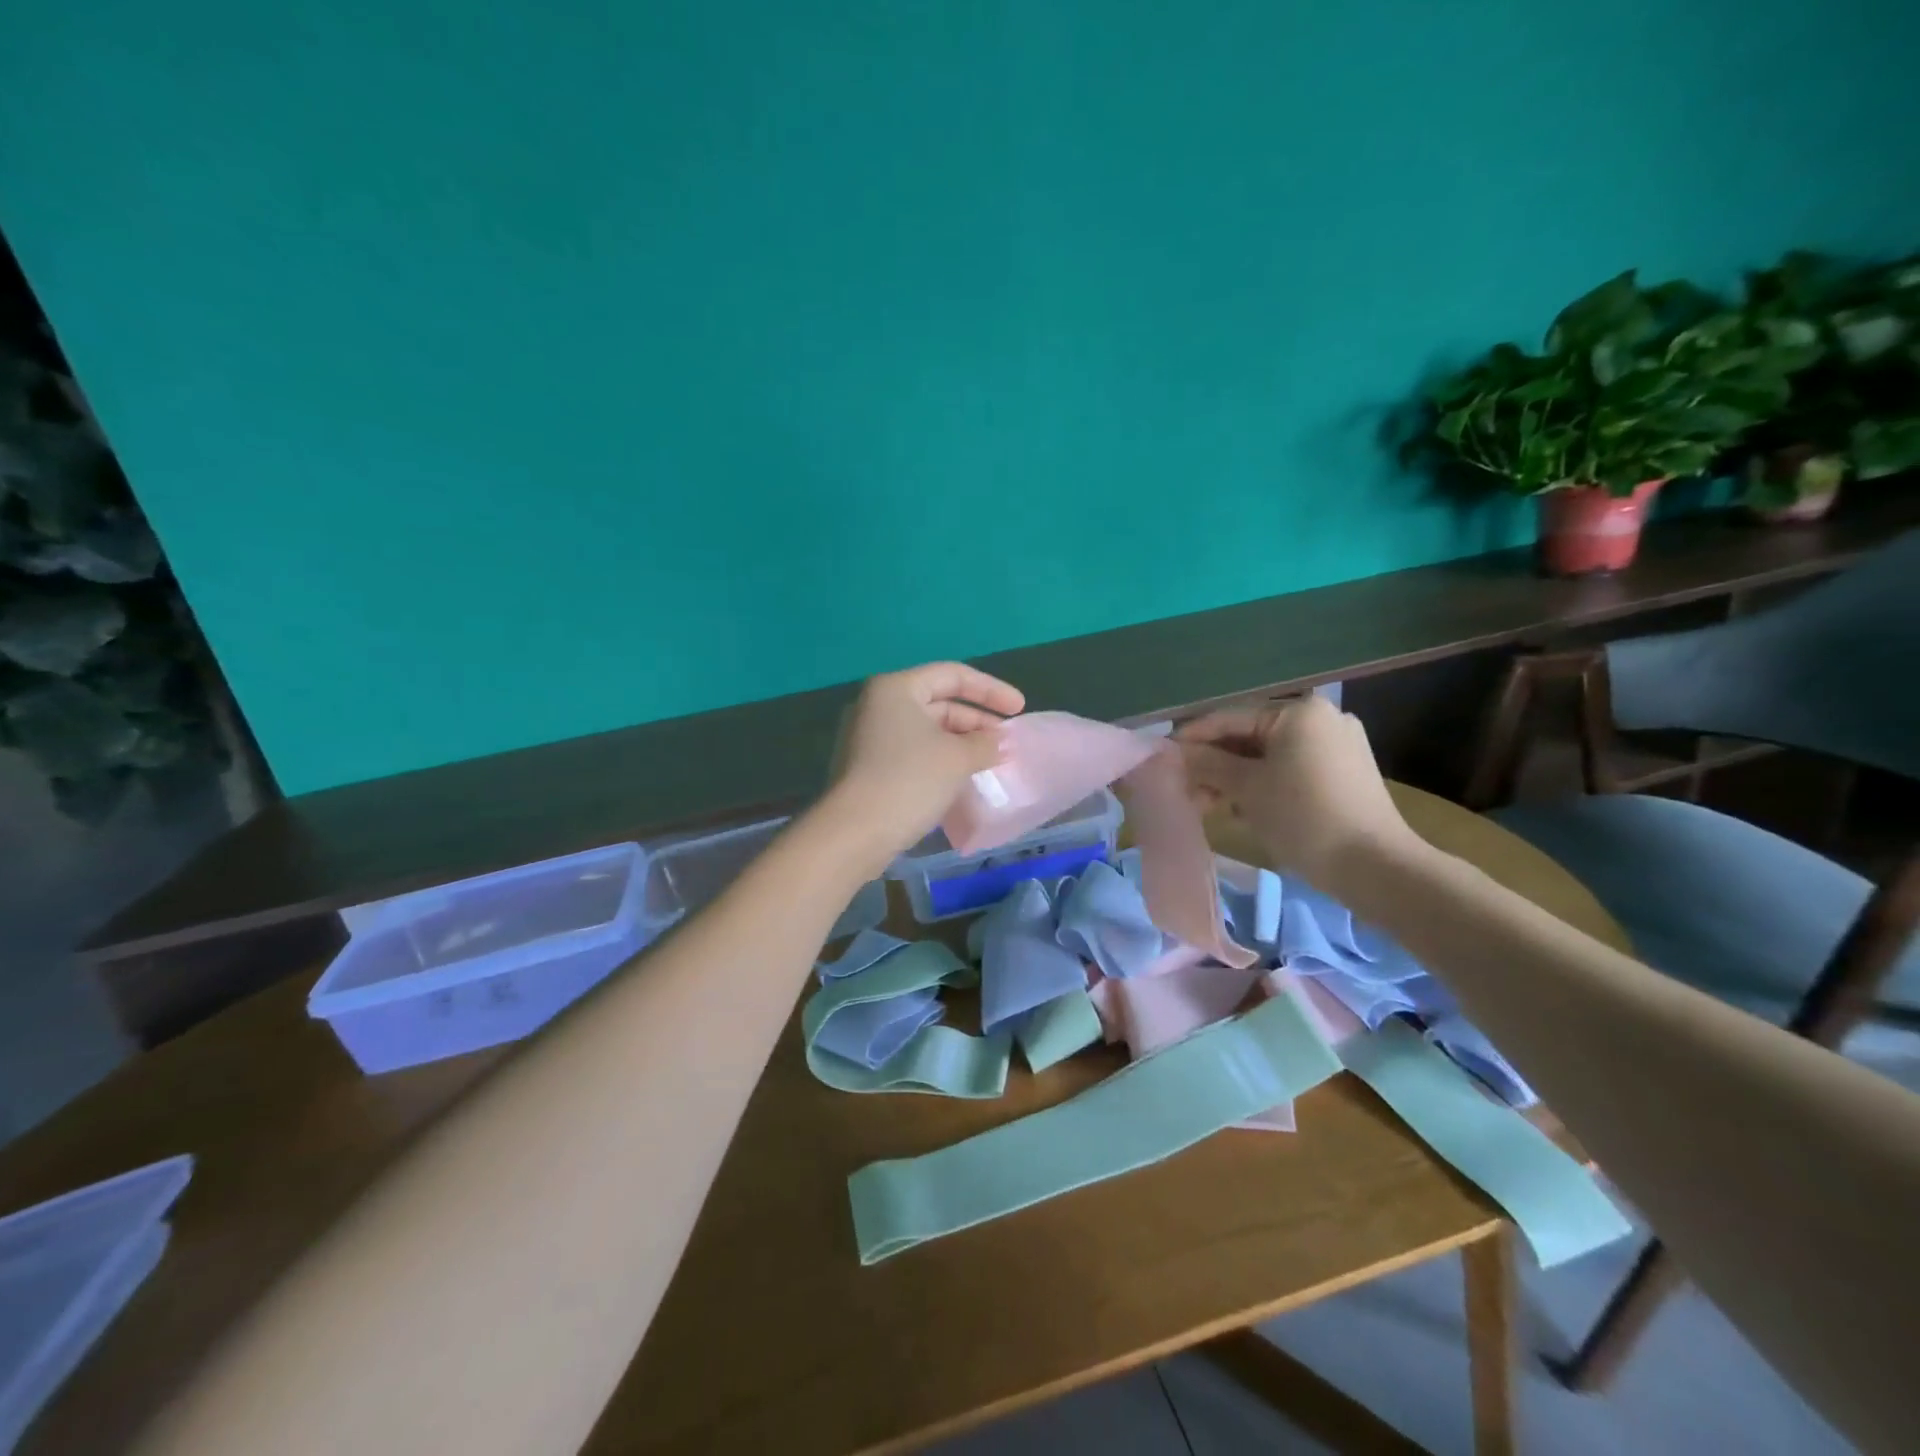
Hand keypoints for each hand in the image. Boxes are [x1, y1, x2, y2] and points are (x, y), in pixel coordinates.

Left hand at [818, 662, 1024, 875]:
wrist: (854, 832)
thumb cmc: (909, 780)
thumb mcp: (957, 758)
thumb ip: (985, 744)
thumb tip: (1001, 742)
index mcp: (897, 688)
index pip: (953, 675)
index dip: (991, 690)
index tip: (1020, 709)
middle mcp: (878, 705)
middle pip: (938, 701)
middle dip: (977, 720)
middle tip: (1007, 740)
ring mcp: (869, 737)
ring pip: (926, 730)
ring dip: (961, 742)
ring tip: (991, 760)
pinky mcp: (868, 767)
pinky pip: (913, 752)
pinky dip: (941, 758)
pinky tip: (963, 777)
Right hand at [1176, 695, 1414, 890]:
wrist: (1375, 867)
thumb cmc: (1304, 817)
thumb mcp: (1247, 789)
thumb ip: (1207, 764)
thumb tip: (1173, 752)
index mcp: (1298, 712)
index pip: (1230, 718)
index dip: (1192, 738)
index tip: (1161, 757)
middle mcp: (1320, 719)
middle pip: (1250, 737)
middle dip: (1214, 764)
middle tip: (1183, 789)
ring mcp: (1336, 747)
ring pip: (1269, 756)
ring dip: (1234, 779)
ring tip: (1206, 806)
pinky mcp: (1344, 774)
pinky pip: (1289, 770)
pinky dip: (1262, 786)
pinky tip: (1240, 809)